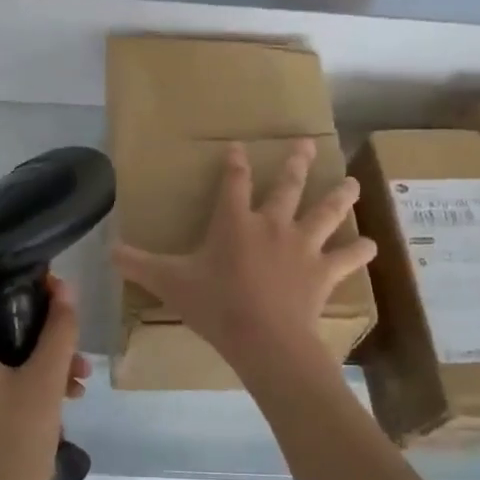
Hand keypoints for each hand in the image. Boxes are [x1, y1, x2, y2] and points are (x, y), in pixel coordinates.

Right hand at [113, 139, 374, 378]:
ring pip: (326, 212)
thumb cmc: (216, 305)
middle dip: (296, 162)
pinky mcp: (323, 271)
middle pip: (287, 186)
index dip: (235, 163)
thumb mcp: (170, 283)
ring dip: (339, 196)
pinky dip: (360, 251)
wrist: (264, 337)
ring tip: (352, 182)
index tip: (238, 146)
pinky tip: (372, 244)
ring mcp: (302, 246)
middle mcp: (272, 224)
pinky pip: (347, 258)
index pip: (233, 182)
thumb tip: (107, 251)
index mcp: (235, 222)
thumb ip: (139, 265)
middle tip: (308, 142)